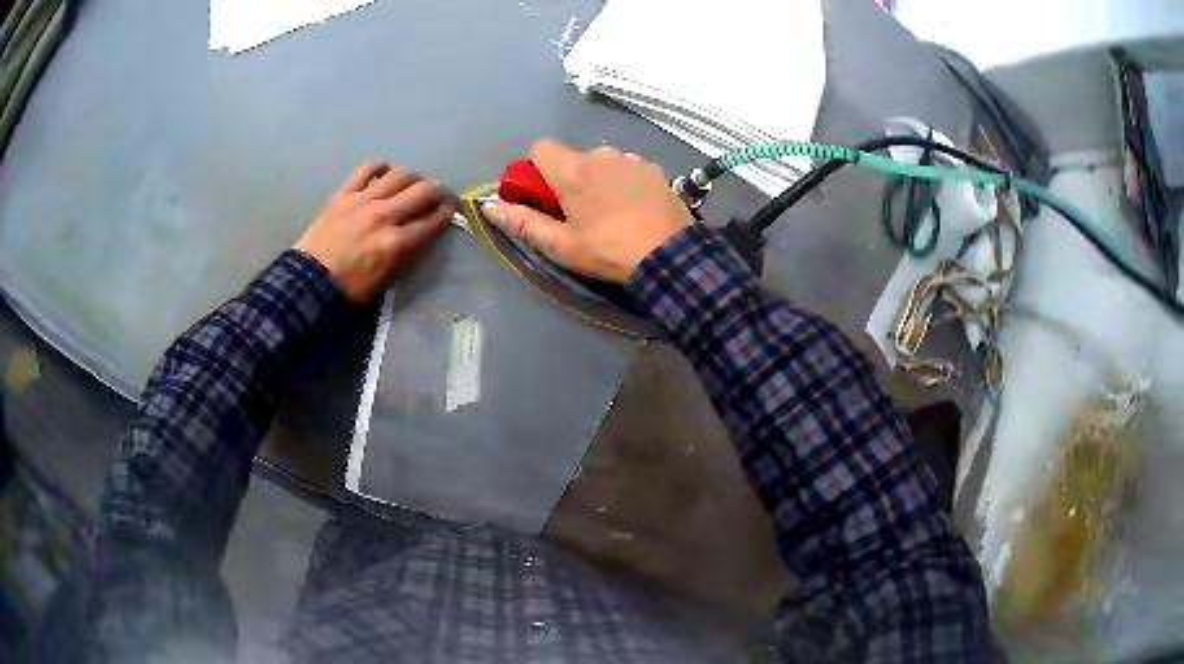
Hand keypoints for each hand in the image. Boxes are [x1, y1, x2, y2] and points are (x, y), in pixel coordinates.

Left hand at [295, 163, 453, 302]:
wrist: (310, 280)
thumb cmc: (350, 287)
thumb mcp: (387, 280)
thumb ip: (408, 254)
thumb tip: (423, 233)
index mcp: (396, 243)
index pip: (433, 220)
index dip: (447, 213)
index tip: (450, 210)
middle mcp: (385, 216)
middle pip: (423, 191)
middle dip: (438, 192)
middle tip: (438, 195)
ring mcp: (364, 200)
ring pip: (400, 175)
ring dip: (413, 178)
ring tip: (412, 185)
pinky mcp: (346, 193)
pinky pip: (367, 169)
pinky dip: (380, 168)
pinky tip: (384, 174)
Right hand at [486, 140, 691, 283]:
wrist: (670, 256)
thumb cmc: (609, 252)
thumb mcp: (561, 245)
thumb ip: (523, 222)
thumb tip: (489, 207)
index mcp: (572, 170)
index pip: (540, 147)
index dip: (537, 169)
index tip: (545, 195)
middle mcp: (600, 155)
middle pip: (573, 157)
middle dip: (571, 179)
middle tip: (581, 214)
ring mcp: (631, 159)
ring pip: (603, 163)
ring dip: (600, 180)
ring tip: (614, 214)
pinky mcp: (654, 168)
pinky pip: (629, 169)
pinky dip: (626, 183)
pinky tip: (636, 209)